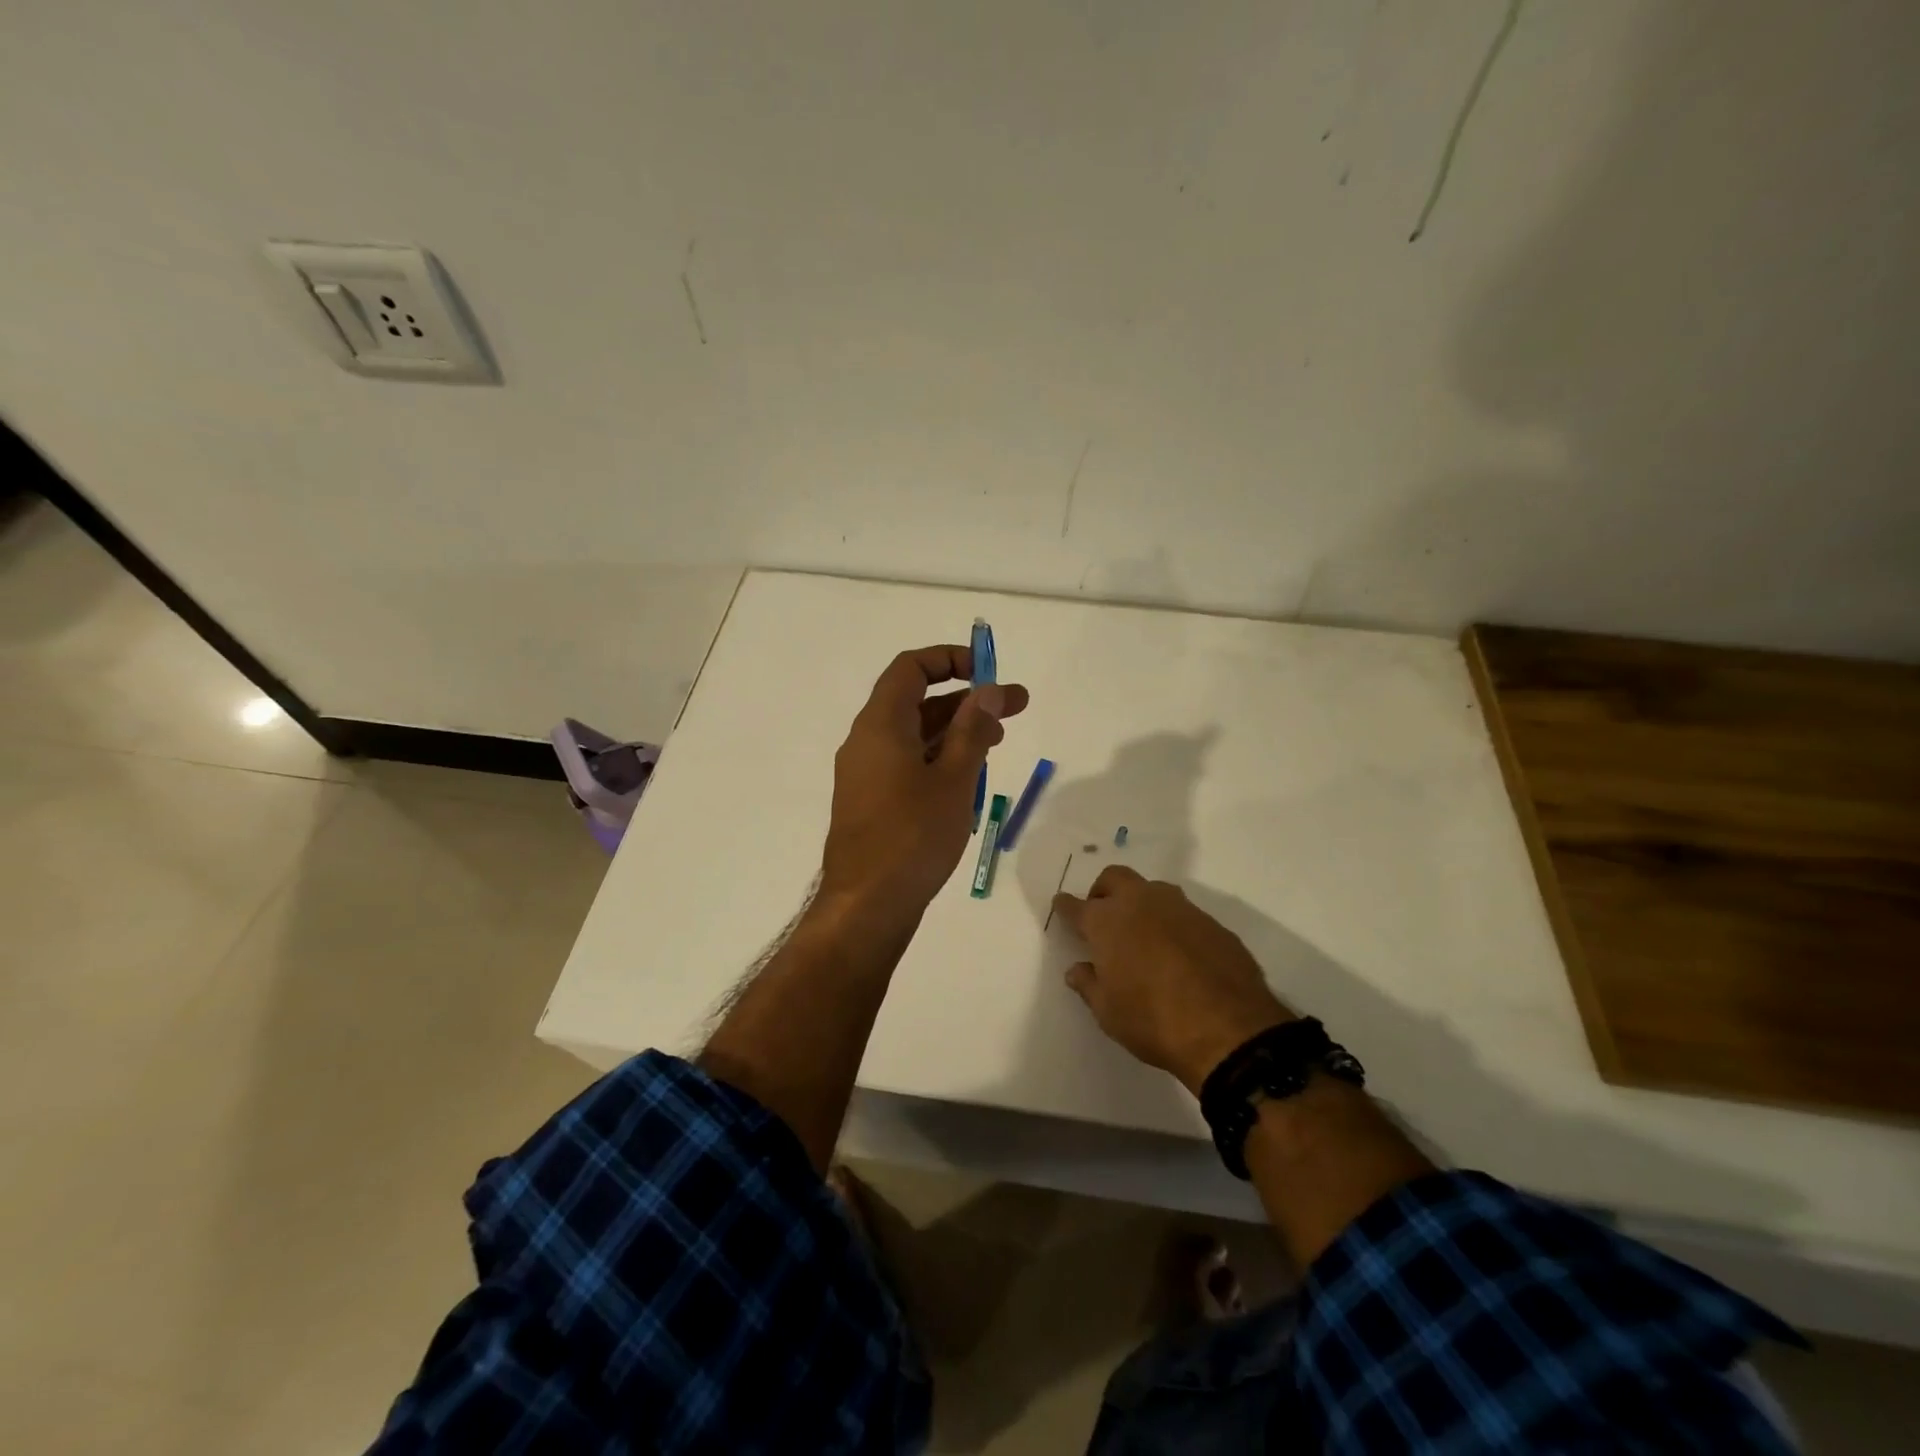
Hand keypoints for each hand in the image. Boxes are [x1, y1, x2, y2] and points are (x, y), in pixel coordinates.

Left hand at [819, 644, 1029, 923]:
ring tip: (998, 743)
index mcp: (880, 725)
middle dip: (967, 700)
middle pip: (917, 702)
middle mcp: (866, 741)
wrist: (866, 906)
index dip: (949, 659)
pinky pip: (906, 765)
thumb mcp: (953, 780)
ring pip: (914, 736)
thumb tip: (986, 690)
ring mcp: (866, 774)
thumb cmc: (912, 837)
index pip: (910, 668)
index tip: (988, 672)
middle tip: (1016, 708)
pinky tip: (969, 780)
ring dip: (955, 731)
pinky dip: (938, 760)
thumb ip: (971, 730)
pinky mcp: (871, 803)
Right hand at [1052, 866, 1293, 1093]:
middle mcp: (1141, 903)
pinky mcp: (1212, 922)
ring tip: (1142, 933)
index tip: (1061, 905)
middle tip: (1102, 915)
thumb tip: (1078, 970)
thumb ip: (1089, 985)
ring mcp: (1180, 908)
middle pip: (1114, 878)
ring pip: (1152, 890)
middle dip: (1103, 891)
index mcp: (1107, 922)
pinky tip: (1178, 952)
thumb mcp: (1108, 1013)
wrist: (1229, 1029)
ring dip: (1141, 903)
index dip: (1065, 906)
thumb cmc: (1153, 1020)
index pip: (1076, 906)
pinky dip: (1172, 925)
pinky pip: (1183, 913)